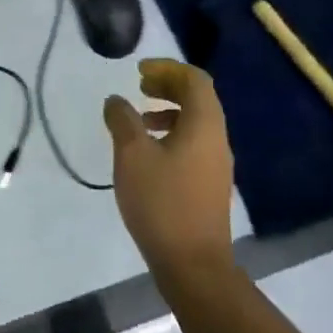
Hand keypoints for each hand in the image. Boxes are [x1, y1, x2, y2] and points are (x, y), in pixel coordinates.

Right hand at [104, 59, 235, 276]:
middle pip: (199, 98)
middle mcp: (217, 139)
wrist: (192, 263)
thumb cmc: (161, 202)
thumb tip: (116, 100)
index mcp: (204, 125)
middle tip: (140, 86)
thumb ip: (122, 121)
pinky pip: (194, 143)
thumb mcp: (132, 156)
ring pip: (196, 122)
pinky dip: (172, 134)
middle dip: (169, 86)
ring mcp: (216, 164)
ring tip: (140, 118)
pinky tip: (148, 153)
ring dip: (169, 111)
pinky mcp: (209, 184)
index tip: (139, 71)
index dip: (168, 68)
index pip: (195, 80)